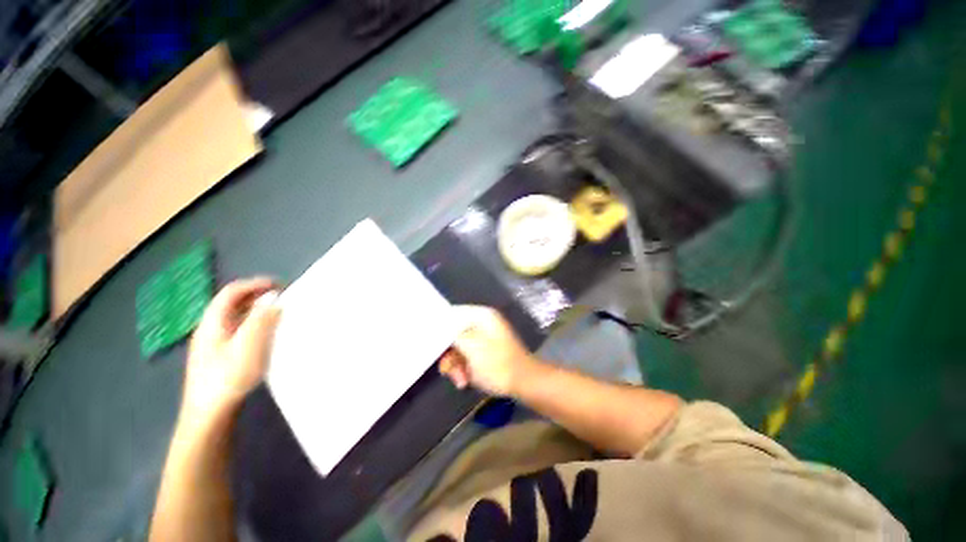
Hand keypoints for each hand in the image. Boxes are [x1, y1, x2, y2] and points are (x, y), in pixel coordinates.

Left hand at [182, 277, 281, 420]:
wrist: (208, 414)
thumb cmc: (228, 376)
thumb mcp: (249, 345)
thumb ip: (262, 319)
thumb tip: (275, 301)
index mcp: (212, 322)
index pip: (232, 292)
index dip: (255, 284)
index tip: (280, 285)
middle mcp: (209, 329)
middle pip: (232, 303)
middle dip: (257, 295)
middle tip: (282, 297)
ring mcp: (212, 344)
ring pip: (234, 317)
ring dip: (256, 310)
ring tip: (277, 313)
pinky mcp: (218, 357)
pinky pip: (237, 331)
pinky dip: (253, 324)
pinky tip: (264, 335)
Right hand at [439, 305, 538, 395]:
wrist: (523, 383)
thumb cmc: (497, 363)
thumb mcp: (471, 347)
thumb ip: (453, 334)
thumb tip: (438, 323)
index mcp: (481, 316)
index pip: (453, 313)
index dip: (439, 326)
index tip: (429, 342)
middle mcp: (482, 323)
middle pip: (454, 333)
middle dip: (449, 354)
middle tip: (447, 370)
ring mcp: (484, 338)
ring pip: (459, 347)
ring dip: (455, 365)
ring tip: (460, 380)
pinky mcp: (486, 352)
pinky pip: (467, 356)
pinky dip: (464, 368)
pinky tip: (465, 381)